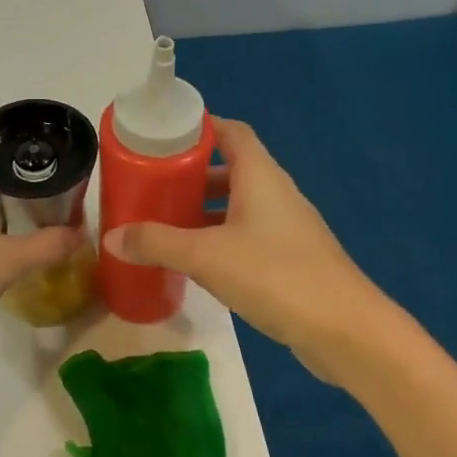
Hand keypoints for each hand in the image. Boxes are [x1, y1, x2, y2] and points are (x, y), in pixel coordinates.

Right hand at [102, 118, 401, 379]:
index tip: (164, 136)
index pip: (232, 132)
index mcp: (261, 177)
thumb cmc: (275, 275)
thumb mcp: (205, 256)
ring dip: (205, 210)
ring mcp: (288, 228)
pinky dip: (220, 238)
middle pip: (232, 169)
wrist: (344, 329)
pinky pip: (248, 235)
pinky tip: (197, 261)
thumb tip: (112, 236)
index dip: (200, 127)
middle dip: (193, 174)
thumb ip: (156, 243)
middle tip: (153, 185)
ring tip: (165, 223)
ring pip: (239, 206)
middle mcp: (277, 194)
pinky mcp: (291, 260)